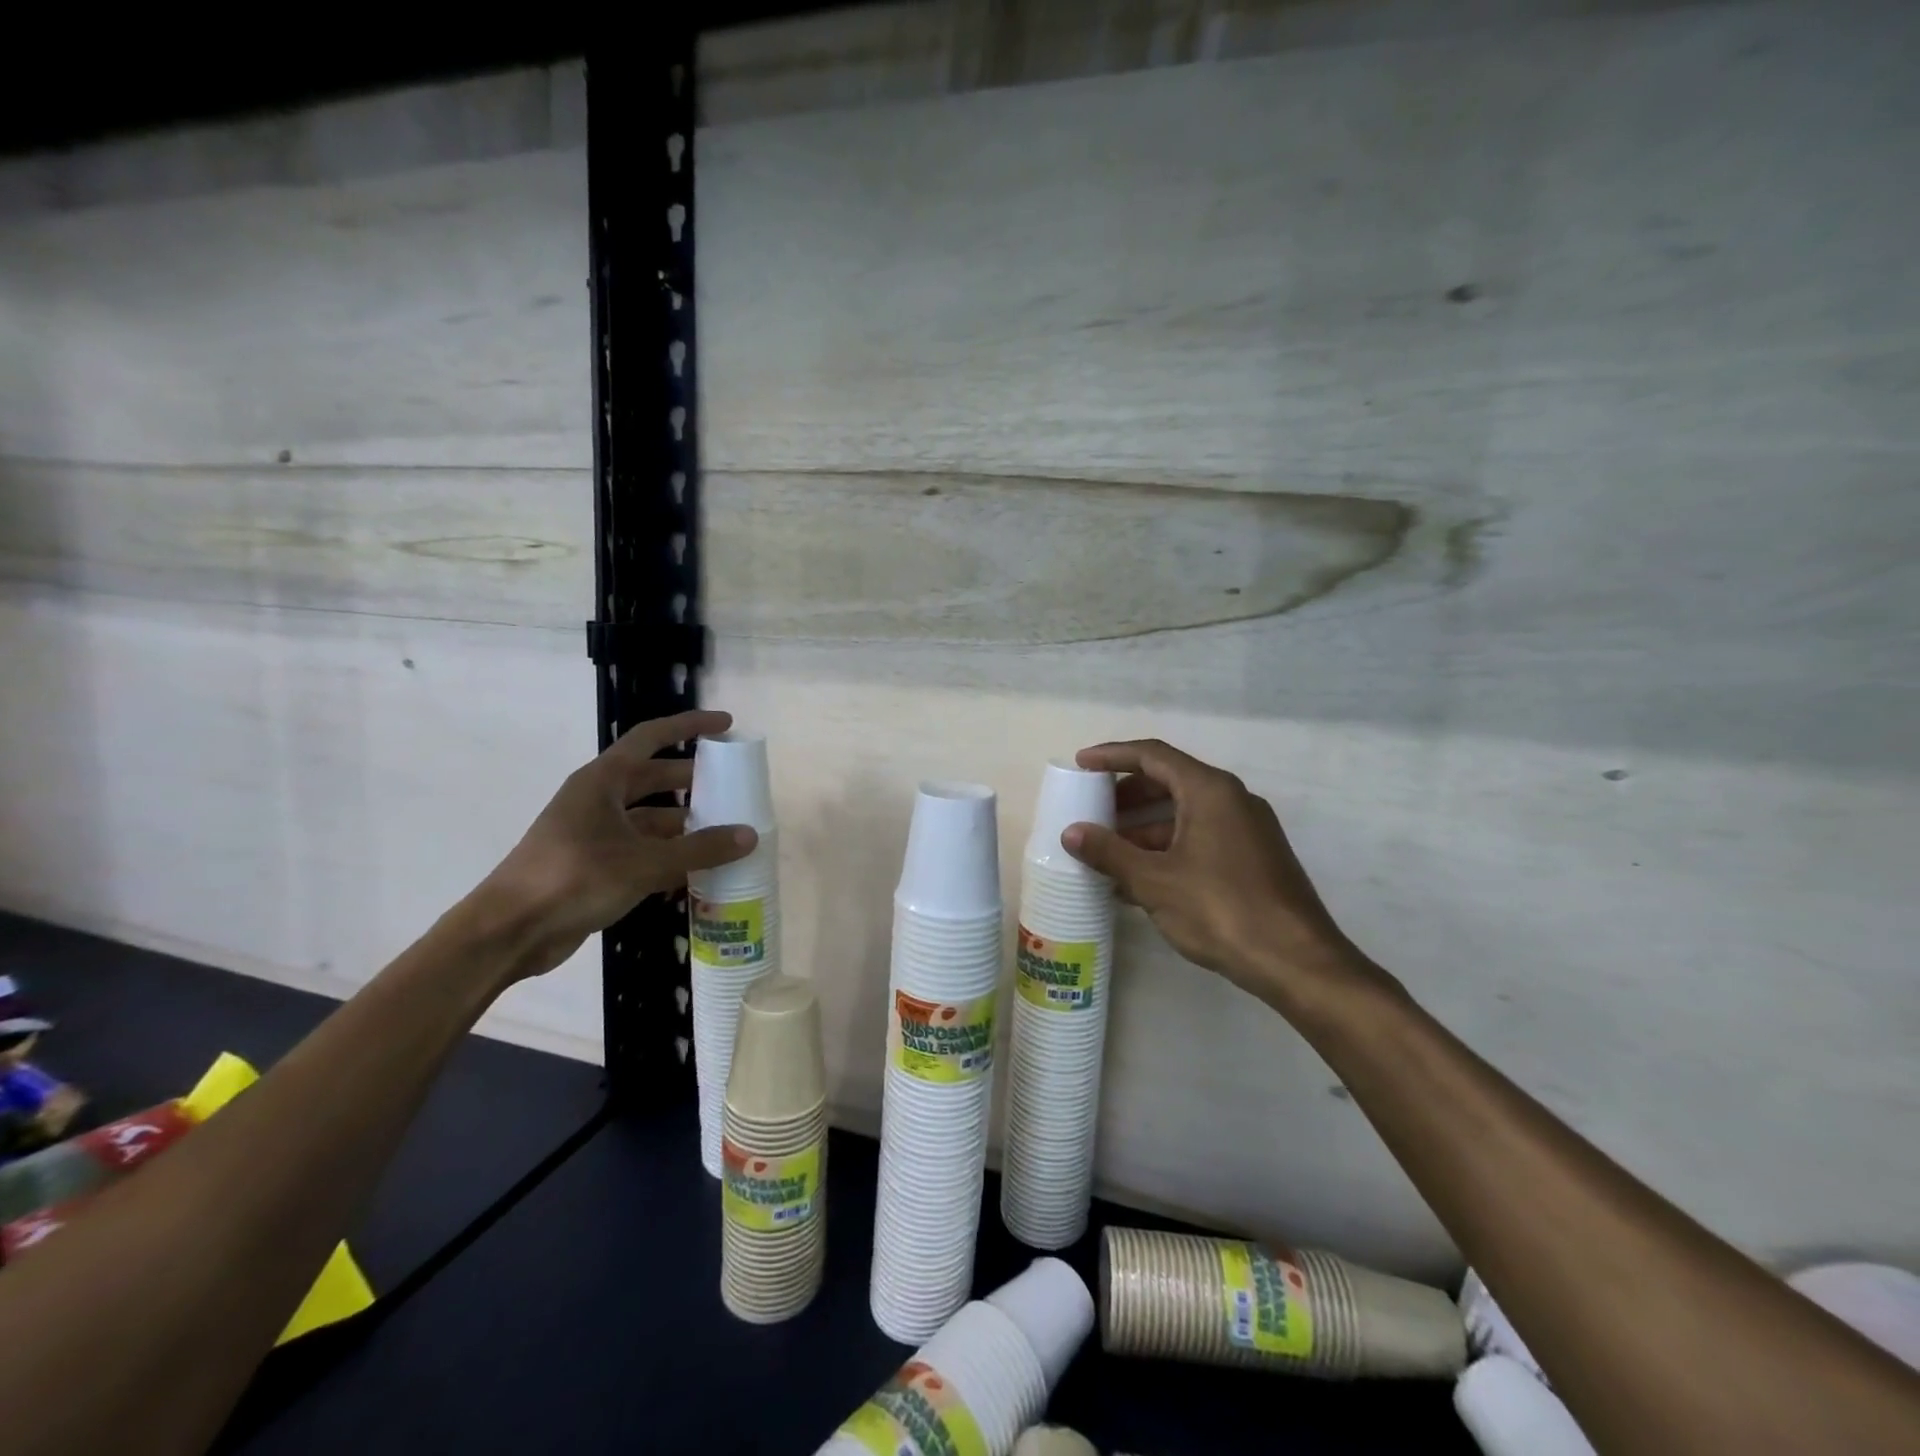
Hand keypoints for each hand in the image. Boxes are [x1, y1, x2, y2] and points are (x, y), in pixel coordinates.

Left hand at [478, 710, 756, 977]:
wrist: (509, 932)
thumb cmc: (574, 878)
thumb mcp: (645, 862)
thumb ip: (700, 849)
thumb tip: (750, 835)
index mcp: (603, 781)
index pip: (652, 737)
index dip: (690, 726)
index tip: (727, 725)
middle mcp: (598, 800)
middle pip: (654, 778)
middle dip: (694, 780)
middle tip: (733, 787)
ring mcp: (595, 834)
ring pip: (650, 818)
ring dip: (685, 824)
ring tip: (726, 833)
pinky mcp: (595, 866)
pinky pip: (642, 850)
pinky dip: (669, 856)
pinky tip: (699, 871)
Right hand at [1061, 739, 1396, 1015]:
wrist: (1298, 962)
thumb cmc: (1222, 910)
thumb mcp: (1155, 881)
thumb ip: (1110, 852)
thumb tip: (1071, 833)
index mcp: (1209, 791)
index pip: (1153, 756)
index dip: (1112, 756)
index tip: (1081, 764)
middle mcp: (1232, 799)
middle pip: (1169, 781)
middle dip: (1126, 796)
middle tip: (1091, 810)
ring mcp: (1246, 829)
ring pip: (1184, 814)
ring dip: (1143, 829)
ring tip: (1106, 853)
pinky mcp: (1253, 858)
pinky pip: (1199, 838)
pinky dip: (1167, 848)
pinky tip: (1139, 880)